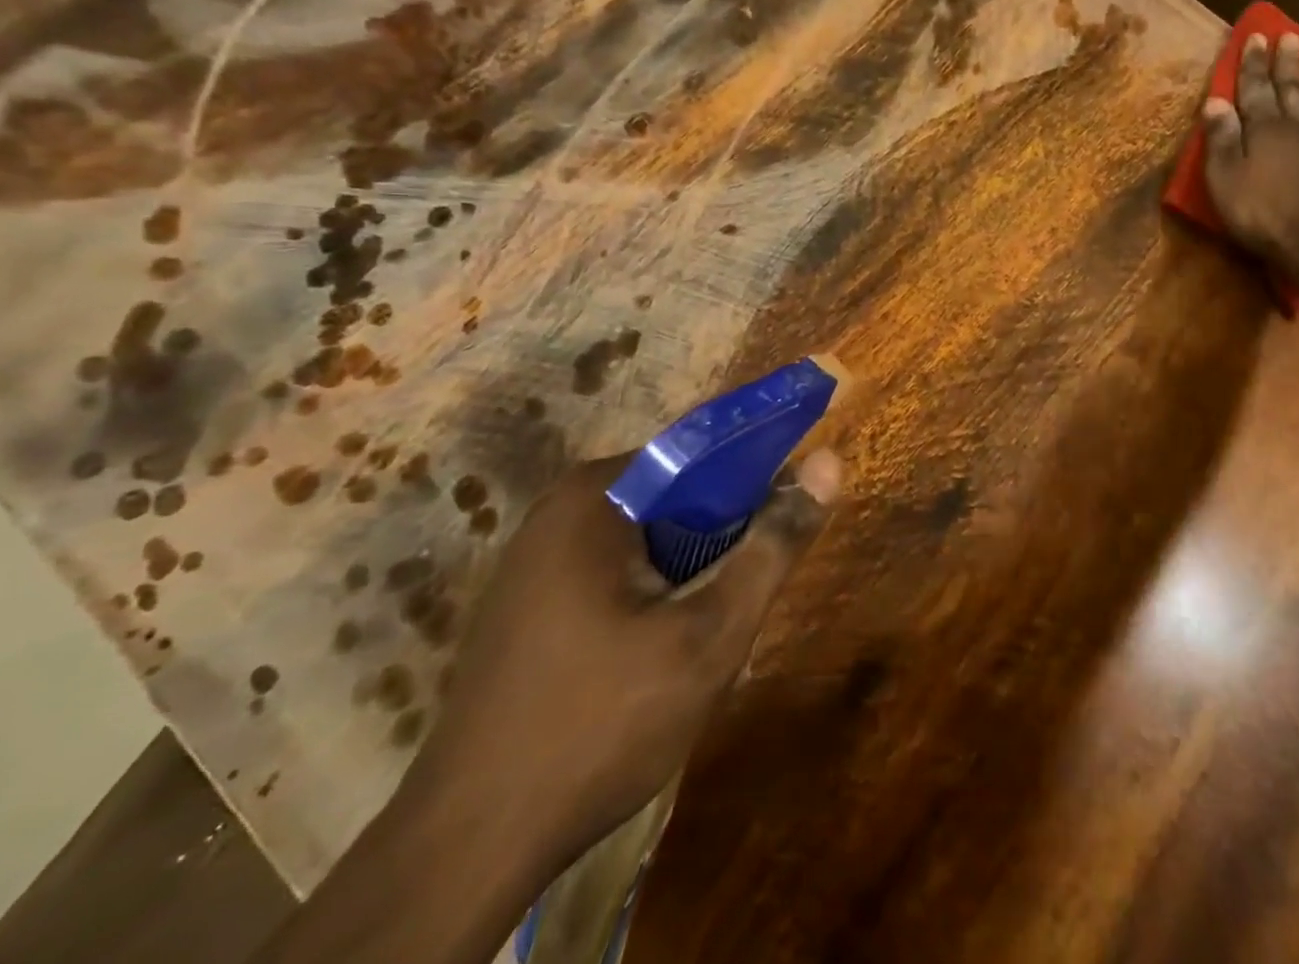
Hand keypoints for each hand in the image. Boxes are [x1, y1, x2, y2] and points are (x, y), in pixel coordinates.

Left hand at [405, 448, 842, 866]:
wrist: (468, 846)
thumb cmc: (600, 724)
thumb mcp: (708, 636)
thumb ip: (772, 547)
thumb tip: (829, 462)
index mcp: (597, 493)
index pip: (701, 451)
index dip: (754, 478)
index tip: (783, 522)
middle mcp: (560, 507)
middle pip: (673, 495)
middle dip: (718, 538)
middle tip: (740, 598)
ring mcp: (535, 555)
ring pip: (646, 536)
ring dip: (687, 571)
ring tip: (701, 634)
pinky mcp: (527, 600)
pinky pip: (611, 568)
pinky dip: (649, 592)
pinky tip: (654, 655)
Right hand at [1201, 31, 1298, 265]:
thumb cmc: (1263, 213)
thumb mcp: (1225, 179)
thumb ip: (1221, 140)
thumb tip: (1215, 102)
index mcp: (1264, 131)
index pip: (1255, 90)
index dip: (1254, 65)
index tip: (1257, 37)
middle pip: (1293, 91)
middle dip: (1288, 64)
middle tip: (1290, 37)